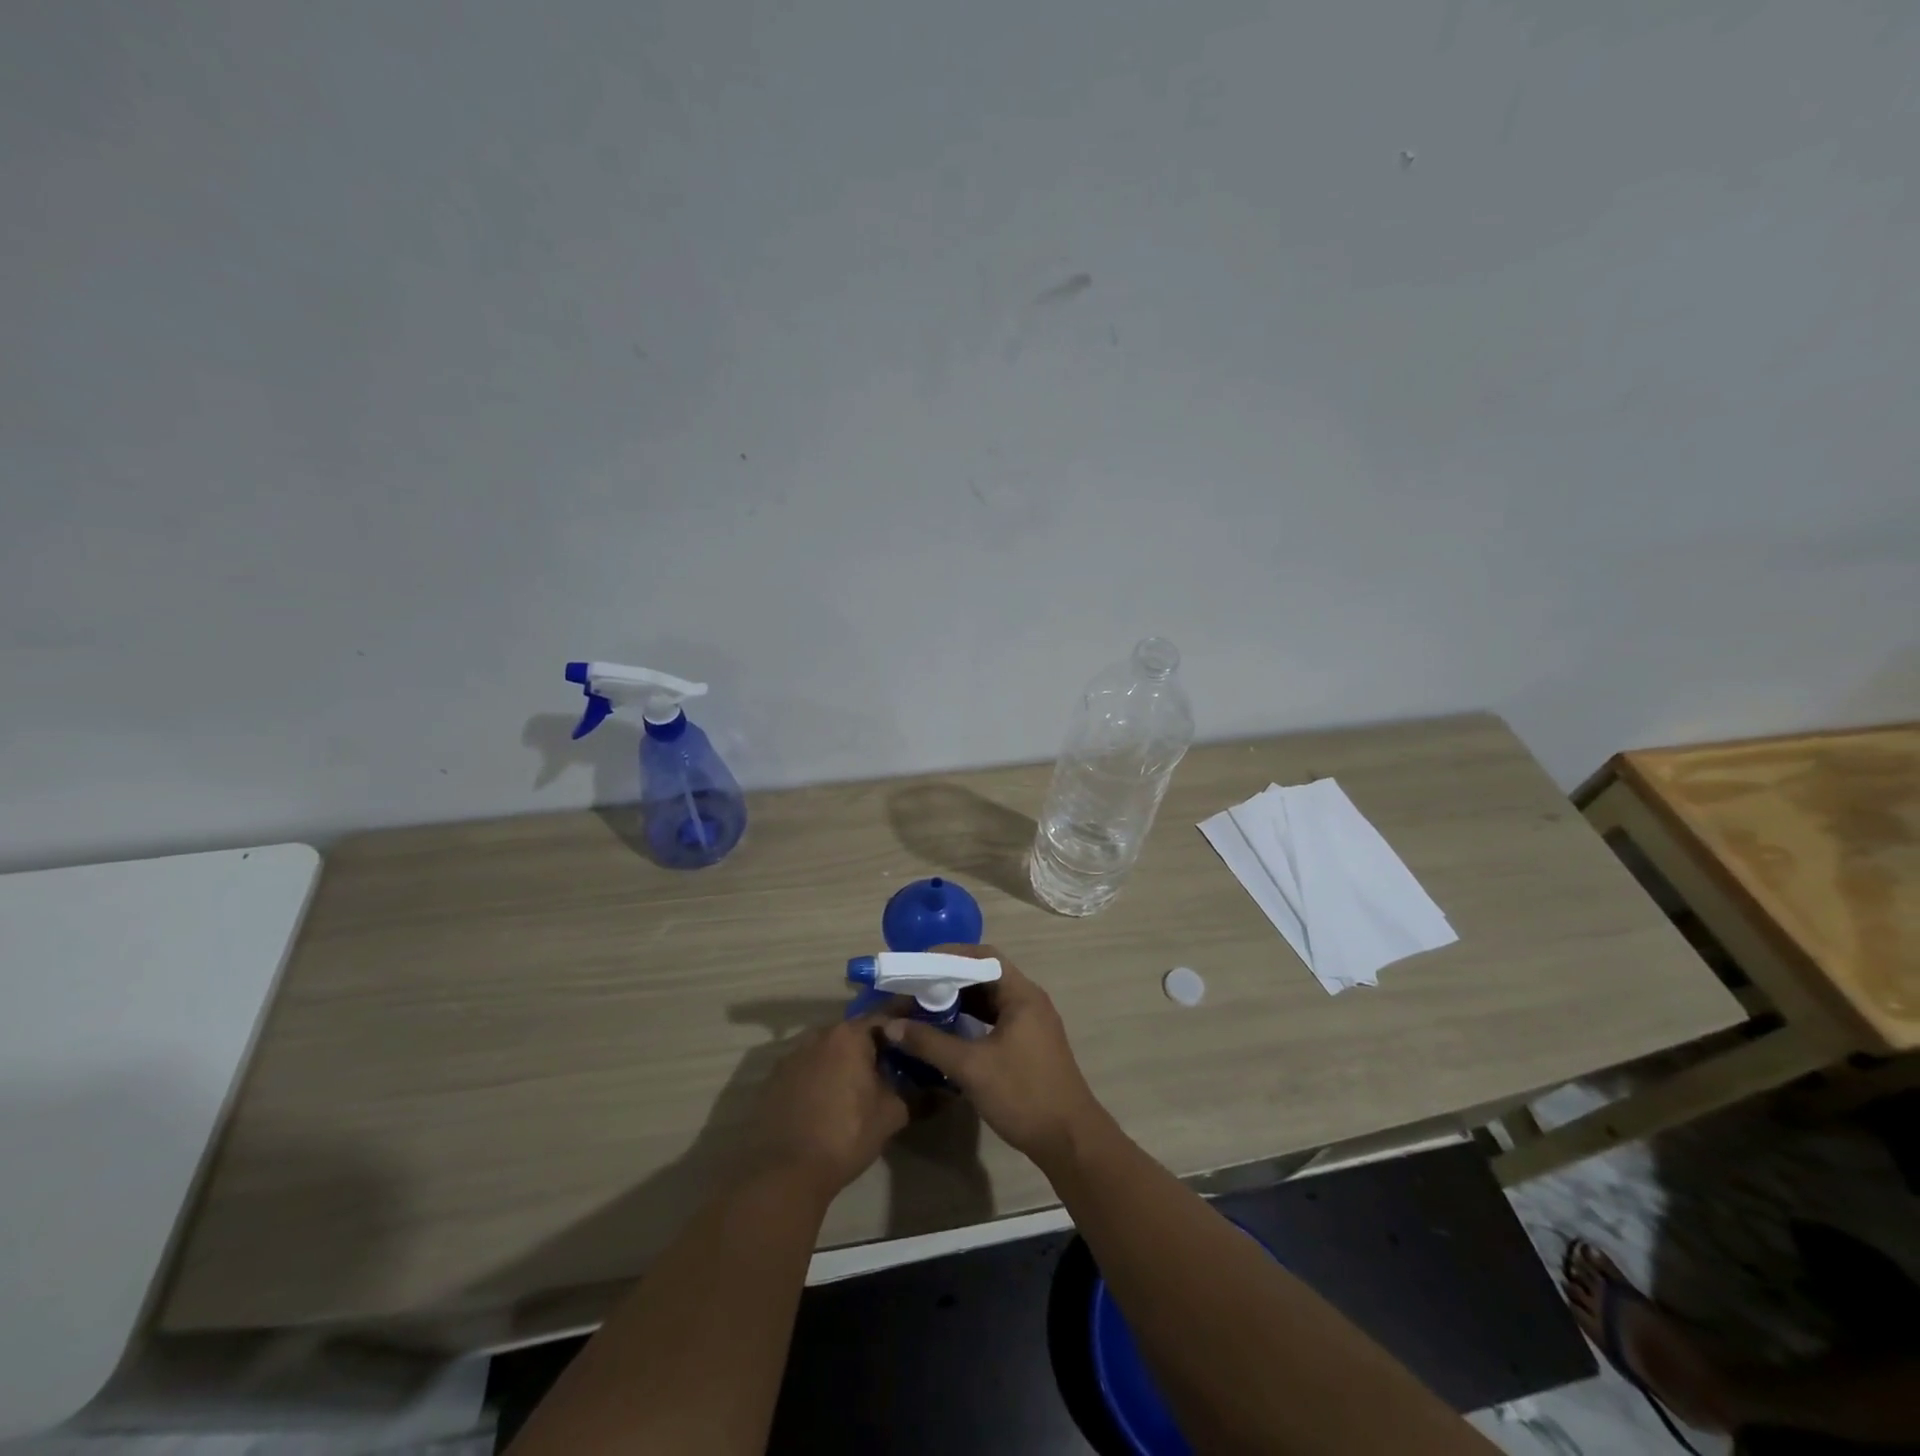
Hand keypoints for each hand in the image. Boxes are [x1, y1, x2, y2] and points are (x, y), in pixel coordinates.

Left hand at [748, 1015, 908, 1198]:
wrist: (784, 1172)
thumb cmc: (845, 1135)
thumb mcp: (891, 1115)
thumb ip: (914, 1094)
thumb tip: (936, 1089)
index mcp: (849, 1035)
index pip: (884, 1018)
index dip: (902, 1028)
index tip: (916, 1035)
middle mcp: (818, 1035)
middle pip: (853, 1033)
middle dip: (871, 1046)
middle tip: (890, 1065)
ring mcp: (791, 1056)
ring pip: (827, 1050)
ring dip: (843, 1061)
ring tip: (858, 1085)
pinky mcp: (773, 1079)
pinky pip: (806, 1069)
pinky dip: (820, 1077)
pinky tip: (827, 1101)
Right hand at [883, 946, 1107, 1168]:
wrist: (1069, 1140)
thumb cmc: (1022, 1094)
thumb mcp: (971, 1067)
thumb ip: (930, 1043)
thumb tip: (892, 1025)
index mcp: (1021, 994)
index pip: (983, 957)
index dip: (950, 955)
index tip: (919, 965)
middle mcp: (1029, 1000)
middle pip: (985, 976)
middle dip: (950, 978)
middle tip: (915, 986)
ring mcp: (1031, 1023)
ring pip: (989, 999)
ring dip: (959, 1000)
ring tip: (924, 1005)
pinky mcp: (1028, 1044)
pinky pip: (995, 1019)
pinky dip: (971, 1019)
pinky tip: (947, 1030)